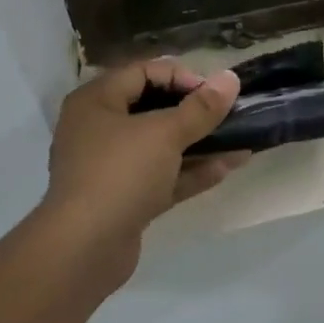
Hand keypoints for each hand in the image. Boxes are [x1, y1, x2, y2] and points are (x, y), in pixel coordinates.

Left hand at [44, 59, 246, 251]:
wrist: (84, 250)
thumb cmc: (120, 173)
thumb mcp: (164, 134)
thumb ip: (201, 108)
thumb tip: (231, 78)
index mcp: (96, 101)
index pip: (143, 72)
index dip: (181, 76)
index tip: (213, 92)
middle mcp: (98, 129)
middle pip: (152, 108)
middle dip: (194, 111)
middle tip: (228, 113)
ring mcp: (110, 167)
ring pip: (160, 146)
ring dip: (199, 142)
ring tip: (240, 139)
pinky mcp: (123, 199)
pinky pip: (161, 176)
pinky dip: (190, 171)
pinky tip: (228, 166)